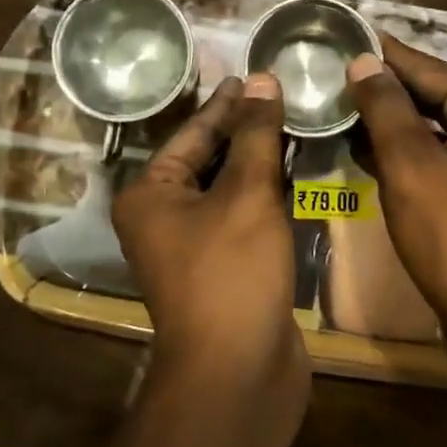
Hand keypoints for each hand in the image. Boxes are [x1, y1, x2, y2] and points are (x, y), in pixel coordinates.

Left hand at [113, 73, 309, 415]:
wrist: (238, 372)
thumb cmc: (232, 272)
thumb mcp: (247, 193)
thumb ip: (256, 135)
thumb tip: (262, 79)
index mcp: (150, 194)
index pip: (192, 133)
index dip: (227, 103)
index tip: (255, 74)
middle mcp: (162, 218)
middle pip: (207, 159)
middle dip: (245, 130)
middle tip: (283, 94)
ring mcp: (192, 247)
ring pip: (228, 190)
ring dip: (259, 162)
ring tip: (296, 124)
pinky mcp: (223, 269)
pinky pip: (243, 218)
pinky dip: (266, 196)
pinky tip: (296, 174)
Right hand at [347, 35, 446, 360]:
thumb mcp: (412, 167)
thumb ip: (385, 109)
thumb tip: (365, 62)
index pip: (430, 68)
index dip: (384, 54)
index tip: (345, 36)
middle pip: (435, 99)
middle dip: (384, 92)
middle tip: (331, 76)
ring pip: (438, 135)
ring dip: (391, 127)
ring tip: (339, 112)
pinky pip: (444, 164)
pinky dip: (408, 159)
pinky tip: (367, 157)